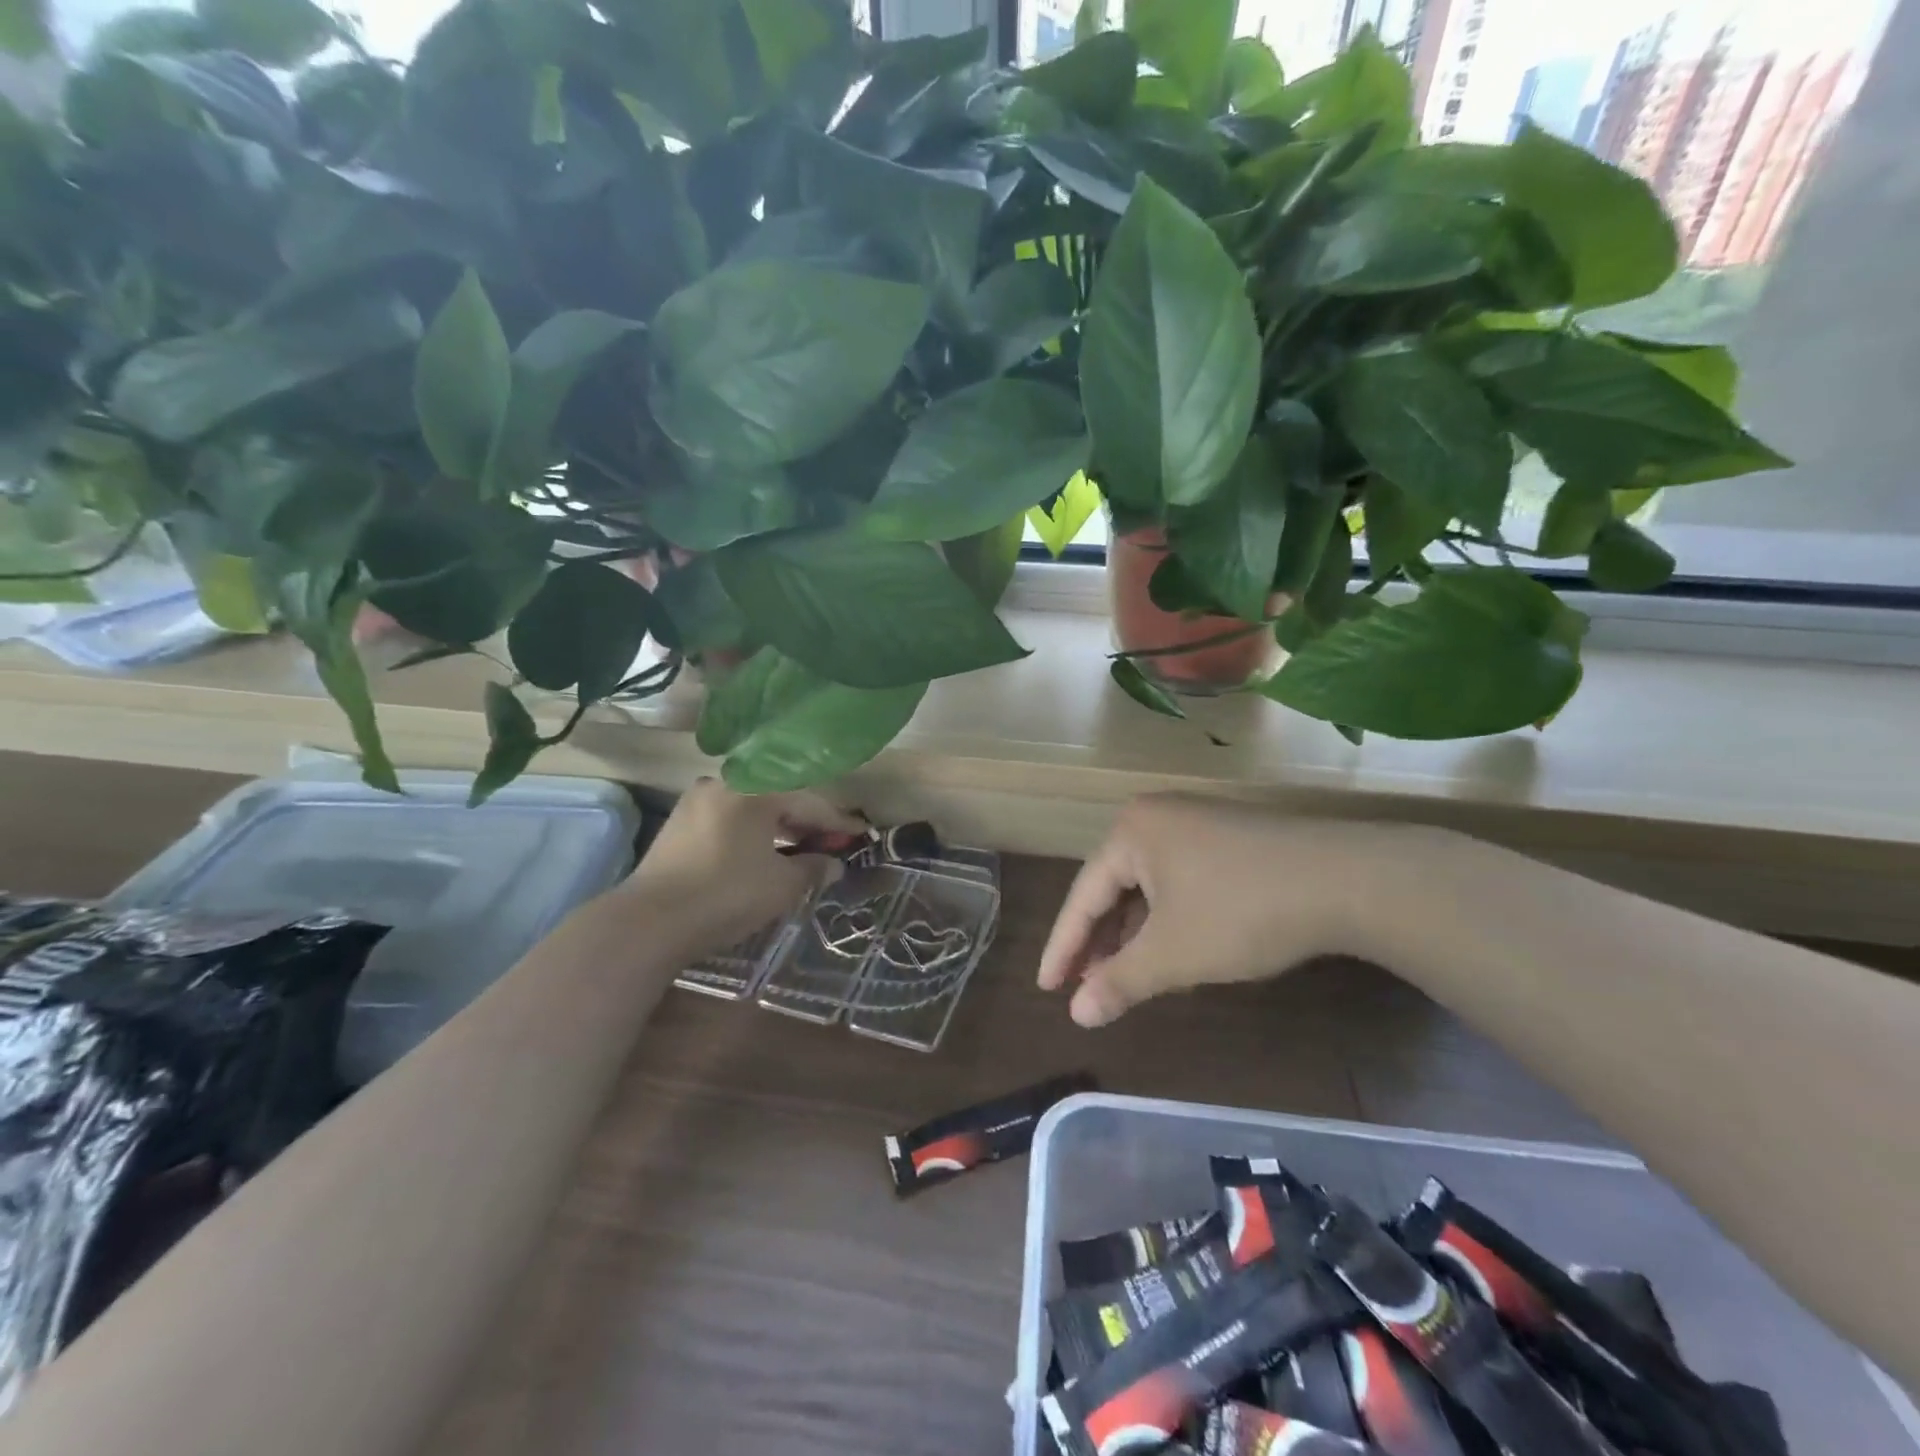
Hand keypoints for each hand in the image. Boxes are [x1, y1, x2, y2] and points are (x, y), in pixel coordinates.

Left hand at [623, 779, 863, 958]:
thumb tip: (833, 864)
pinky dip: (754, 833)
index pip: (808, 800)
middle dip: (808, 822)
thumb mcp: (782, 885)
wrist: (649, 922)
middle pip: (778, 797)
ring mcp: (696, 802)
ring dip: (780, 828)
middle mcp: (723, 784)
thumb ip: (813, 868)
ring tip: (802, 849)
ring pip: (752, 808)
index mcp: (753, 789)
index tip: (861, 835)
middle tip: (833, 842)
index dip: (837, 822)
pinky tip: (765, 853)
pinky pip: (730, 820)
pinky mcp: (678, 825)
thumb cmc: (726, 895)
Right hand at [1038, 795, 1426, 1027]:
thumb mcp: (1173, 954)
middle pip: (1113, 887)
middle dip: (1100, 941)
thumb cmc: (1242, 912)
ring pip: (1148, 886)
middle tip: (1085, 987)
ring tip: (1125, 976)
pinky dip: (1168, 919)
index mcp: (1131, 832)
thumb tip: (1076, 1015)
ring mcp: (1196, 824)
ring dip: (1135, 934)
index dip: (1063, 947)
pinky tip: (1173, 951)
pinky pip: (1179, 881)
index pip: (1082, 895)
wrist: (1347, 880)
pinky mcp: (1229, 839)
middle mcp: (1157, 818)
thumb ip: (1119, 982)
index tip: (1046, 989)